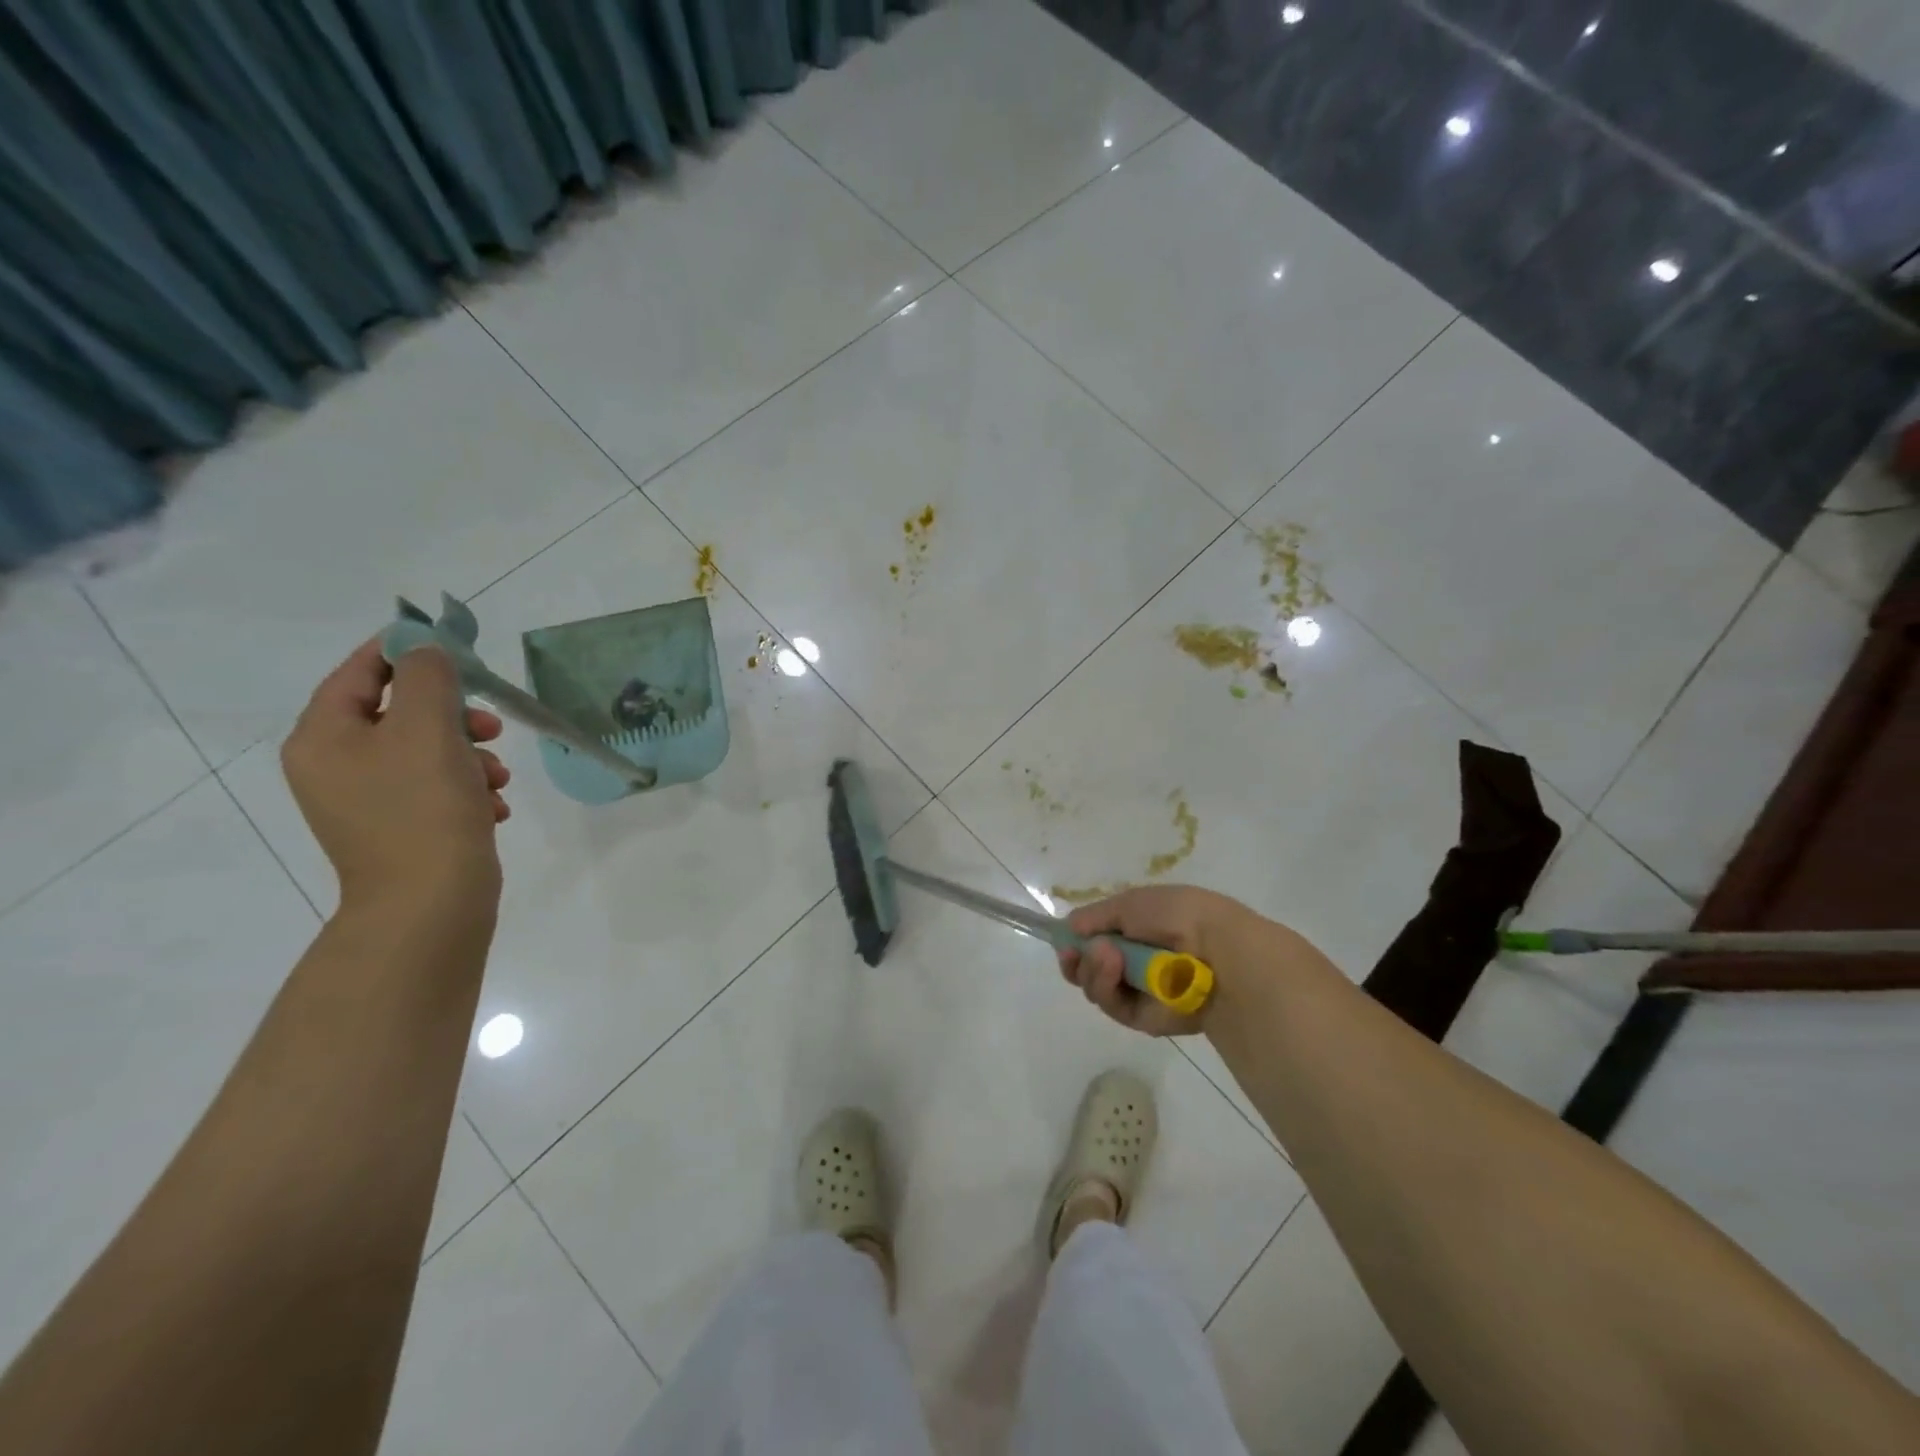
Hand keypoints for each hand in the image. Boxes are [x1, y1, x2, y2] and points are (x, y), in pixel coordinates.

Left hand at [282, 638, 510, 915]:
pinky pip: (435, 787)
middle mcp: (335, 766)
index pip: (360, 672)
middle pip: (400, 713)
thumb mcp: (428, 728)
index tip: (455, 647)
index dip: (405, 651)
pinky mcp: (399, 827)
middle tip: (490, 726)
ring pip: (426, 751)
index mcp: (324, 738)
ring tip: (498, 778)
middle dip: (454, 715)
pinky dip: (467, 788)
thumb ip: (427, 676)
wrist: (430, 903)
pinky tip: (492, 806)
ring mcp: (366, 800)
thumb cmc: (424, 808)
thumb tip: (426, 649)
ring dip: (470, 755)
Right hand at [1057, 884, 1273, 1035]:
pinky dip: (1107, 986)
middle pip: (1089, 968)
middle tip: (1074, 952)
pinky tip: (1113, 968)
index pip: (1096, 940)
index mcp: (1139, 930)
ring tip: (1107, 955)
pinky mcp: (1144, 1019)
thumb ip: (1094, 916)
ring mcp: (1140, 992)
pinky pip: (1112, 1005)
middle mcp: (1137, 962)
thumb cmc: (1177, 915)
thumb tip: (1069, 929)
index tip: (1064, 940)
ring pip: (1095, 987)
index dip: (1076, 941)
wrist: (1217, 950)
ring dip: (1093, 969)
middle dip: (1078, 959)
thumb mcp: (1130, 902)